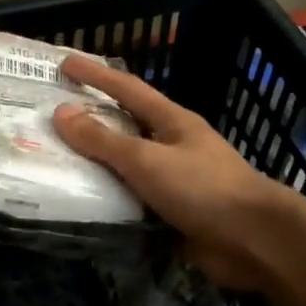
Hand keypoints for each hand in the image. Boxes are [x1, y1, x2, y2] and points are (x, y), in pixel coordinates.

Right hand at [53, 53, 295, 292]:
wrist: (254, 242)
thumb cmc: (203, 189)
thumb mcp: (147, 160)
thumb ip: (103, 140)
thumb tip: (61, 113)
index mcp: (172, 121)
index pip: (126, 88)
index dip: (94, 74)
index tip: (64, 63)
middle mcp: (172, 145)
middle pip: (125, 126)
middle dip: (91, 119)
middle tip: (52, 117)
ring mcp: (174, 180)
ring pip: (126, 166)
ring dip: (96, 163)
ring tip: (56, 160)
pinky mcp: (173, 212)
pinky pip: (132, 199)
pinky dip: (108, 198)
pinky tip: (82, 203)